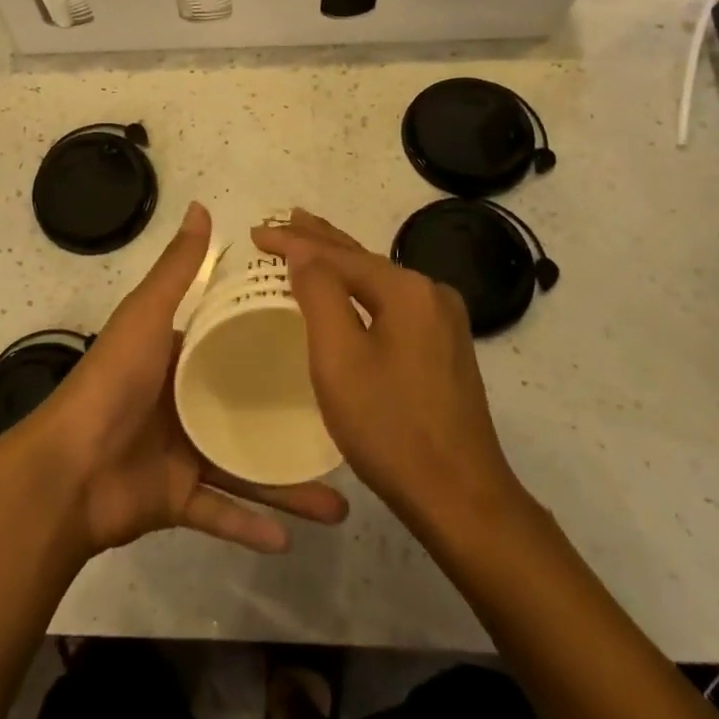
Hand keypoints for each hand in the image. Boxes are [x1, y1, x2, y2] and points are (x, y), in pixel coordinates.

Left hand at [20, 203, 349, 558]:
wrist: (67, 469)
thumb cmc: (113, 382)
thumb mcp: (146, 315)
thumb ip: (177, 269)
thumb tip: (202, 206)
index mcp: (178, 358)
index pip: (233, 344)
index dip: (272, 340)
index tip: (325, 343)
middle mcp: (184, 404)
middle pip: (249, 411)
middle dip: (293, 421)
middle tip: (345, 427)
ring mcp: (181, 454)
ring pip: (245, 468)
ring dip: (287, 487)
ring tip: (338, 502)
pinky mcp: (175, 501)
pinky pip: (220, 513)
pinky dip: (250, 527)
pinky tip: (290, 539)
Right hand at [252, 210, 531, 540]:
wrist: (461, 498)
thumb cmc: (390, 427)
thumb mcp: (339, 358)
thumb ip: (319, 293)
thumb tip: (304, 249)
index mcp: (406, 290)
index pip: (338, 253)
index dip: (294, 241)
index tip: (257, 233)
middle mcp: (431, 294)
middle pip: (362, 258)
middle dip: (319, 240)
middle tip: (283, 220)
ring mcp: (444, 321)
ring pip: (377, 281)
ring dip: (339, 263)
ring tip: (308, 243)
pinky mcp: (445, 347)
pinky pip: (391, 304)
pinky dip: (360, 290)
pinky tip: (347, 290)